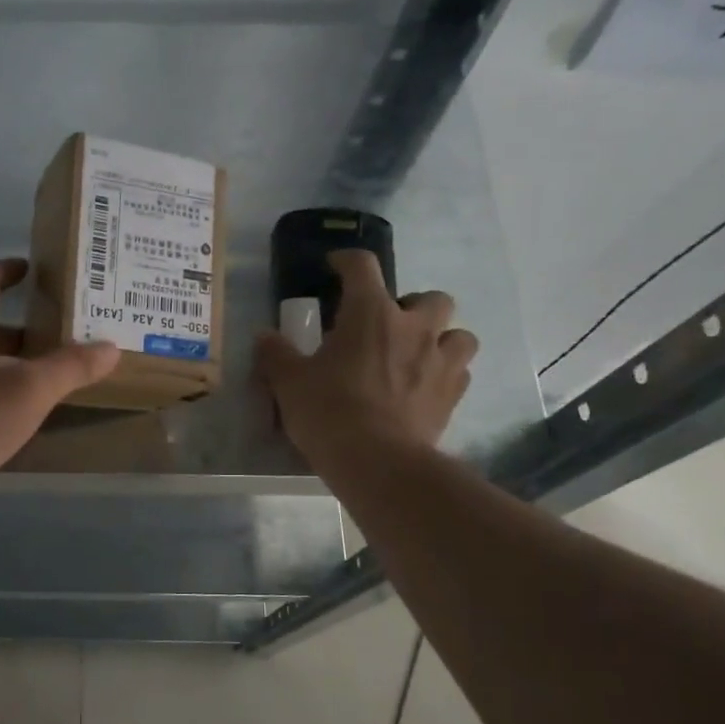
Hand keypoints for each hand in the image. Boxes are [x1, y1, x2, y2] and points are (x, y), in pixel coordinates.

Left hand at [0, 259, 120, 531]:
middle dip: (26, 323)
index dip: (9, 270)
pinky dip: (3, 388)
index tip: (36, 269)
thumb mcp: (28, 390)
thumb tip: (110, 347)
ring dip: (16, 359)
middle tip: (67, 329)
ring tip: (57, 371)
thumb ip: (70, 367)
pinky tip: (26, 410)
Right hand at [255, 250, 476, 474]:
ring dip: (440, 338)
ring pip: (458, 334)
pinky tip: (425, 388)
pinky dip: (445, 373)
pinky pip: (460, 372)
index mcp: (371, 314)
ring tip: (416, 355)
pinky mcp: (453, 395)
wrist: (378, 462)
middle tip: (387, 326)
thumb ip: (276, 354)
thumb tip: (264, 337)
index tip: (336, 267)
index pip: (363, 267)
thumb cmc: (329, 412)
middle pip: (431, 298)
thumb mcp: (289, 383)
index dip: (347, 261)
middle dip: (412, 305)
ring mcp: (441, 361)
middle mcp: (415, 328)